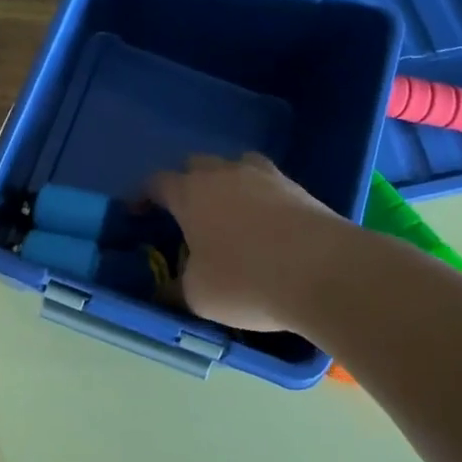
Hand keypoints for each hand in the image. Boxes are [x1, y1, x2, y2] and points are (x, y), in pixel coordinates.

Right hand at [146, 153, 353, 332]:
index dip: (142, 196)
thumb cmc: (246, 280)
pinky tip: (265, 225)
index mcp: (190, 193)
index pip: (156, 183)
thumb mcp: (197, 296)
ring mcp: (265, 177)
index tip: (136, 212)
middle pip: (196, 166)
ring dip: (226, 183)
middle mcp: (224, 174)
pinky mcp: (299, 188)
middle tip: (185, 214)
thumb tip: (165, 290)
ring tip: (228, 212)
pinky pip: (268, 184)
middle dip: (186, 185)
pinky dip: (260, 198)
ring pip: (236, 167)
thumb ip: (176, 288)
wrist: (326, 272)